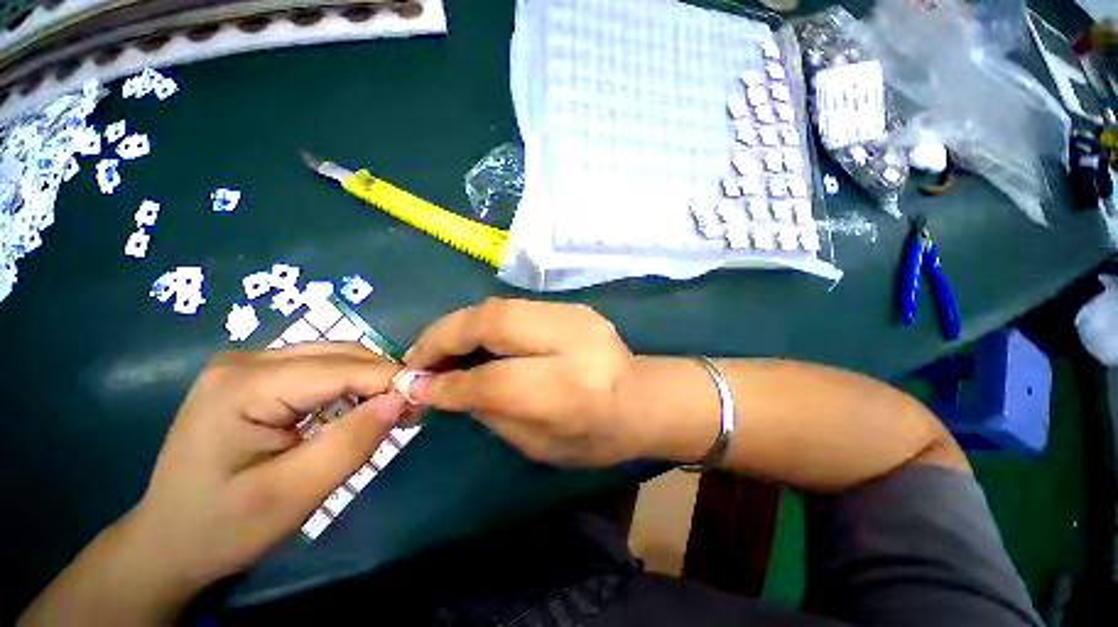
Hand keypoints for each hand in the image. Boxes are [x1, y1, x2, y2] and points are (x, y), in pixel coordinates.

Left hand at [21, 343, 406, 624]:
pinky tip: (357, 409)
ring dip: (369, 381)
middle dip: (383, 379)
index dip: (390, 380)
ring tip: (390, 411)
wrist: (167, 542)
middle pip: (339, 356)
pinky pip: (318, 369)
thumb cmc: (223, 527)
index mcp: (243, 386)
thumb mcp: (293, 496)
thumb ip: (352, 443)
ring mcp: (246, 365)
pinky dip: (348, 386)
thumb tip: (401, 400)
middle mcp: (244, 360)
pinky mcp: (253, 377)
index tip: (425, 400)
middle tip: (410, 410)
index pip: (339, 369)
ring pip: (333, 358)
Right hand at [404, 298, 639, 466]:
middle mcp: (572, 341)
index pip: (493, 380)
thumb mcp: (540, 444)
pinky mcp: (574, 306)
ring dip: (460, 324)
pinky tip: (473, 337)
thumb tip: (442, 390)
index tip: (414, 388)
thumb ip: (489, 413)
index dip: (448, 385)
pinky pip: (516, 307)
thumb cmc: (597, 436)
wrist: (644, 397)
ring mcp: (575, 315)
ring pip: (500, 307)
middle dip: (445, 336)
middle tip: (417, 357)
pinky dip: (485, 321)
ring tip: (437, 347)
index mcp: (569, 388)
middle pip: (493, 322)